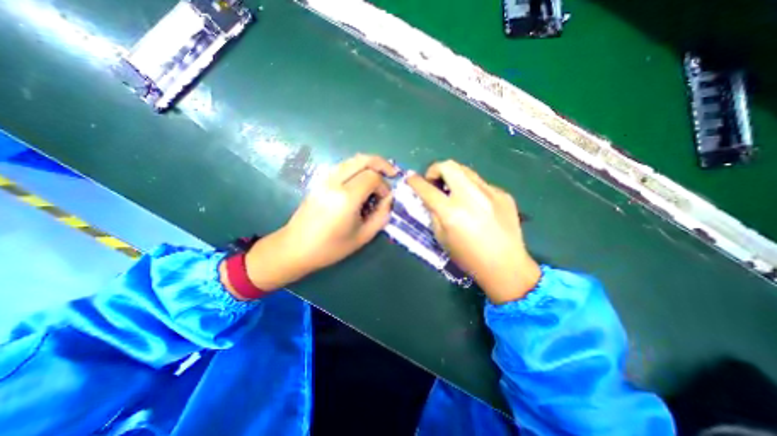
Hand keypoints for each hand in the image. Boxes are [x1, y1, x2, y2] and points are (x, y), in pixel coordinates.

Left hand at [240, 153, 396, 292]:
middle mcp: (335, 182)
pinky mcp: (320, 181)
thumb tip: (389, 198)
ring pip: (352, 160)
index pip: (372, 177)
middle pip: (363, 159)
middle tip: (392, 173)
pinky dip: (358, 167)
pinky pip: (343, 166)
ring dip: (369, 164)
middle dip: (381, 164)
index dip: (384, 185)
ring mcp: (325, 179)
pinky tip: (362, 180)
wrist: (296, 247)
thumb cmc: (331, 247)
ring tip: (380, 176)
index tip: (385, 199)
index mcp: (346, 197)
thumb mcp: (363, 236)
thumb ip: (381, 215)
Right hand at [407, 158, 540, 303]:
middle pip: (448, 165)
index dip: (414, 181)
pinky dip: (471, 189)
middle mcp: (471, 196)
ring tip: (454, 192)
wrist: (505, 266)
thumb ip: (433, 213)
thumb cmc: (468, 257)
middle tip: (435, 183)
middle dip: (435, 169)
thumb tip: (429, 197)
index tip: (410, 178)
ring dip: (453, 177)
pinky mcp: (503, 194)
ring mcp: (490, 192)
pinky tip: (476, 205)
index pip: (427, 188)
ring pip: (466, 170)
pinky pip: (481, 184)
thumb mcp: (441, 237)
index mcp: (451, 212)